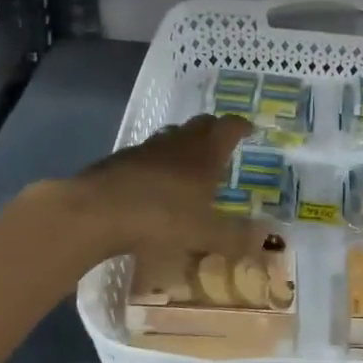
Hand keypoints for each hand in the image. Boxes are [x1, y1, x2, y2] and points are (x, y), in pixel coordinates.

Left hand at [62, 115, 266, 261]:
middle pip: (201, 124)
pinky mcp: (118, 160)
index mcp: (204, 154)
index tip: (250, 130)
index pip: (229, 127)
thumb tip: (267, 239)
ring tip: (188, 165)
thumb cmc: (160, 217)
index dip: (241, 126)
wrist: (95, 212)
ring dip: (183, 144)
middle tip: (222, 146)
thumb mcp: (204, 234)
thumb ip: (236, 238)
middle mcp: (178, 143)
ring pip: (171, 136)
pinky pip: (145, 154)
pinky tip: (151, 185)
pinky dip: (155, 163)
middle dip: (214, 130)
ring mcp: (145, 149)